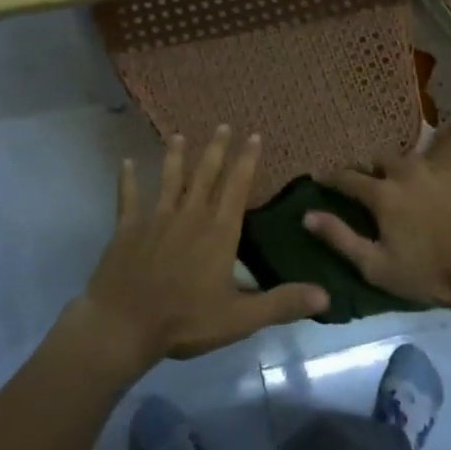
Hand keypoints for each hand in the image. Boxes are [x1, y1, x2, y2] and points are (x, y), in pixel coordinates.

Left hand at [78, 127, 329, 367]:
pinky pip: (129, 196)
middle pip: (205, 174)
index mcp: (218, 232)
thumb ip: (282, 303)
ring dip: (175, 155)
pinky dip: (128, 179)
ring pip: (169, 178)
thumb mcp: (240, 318)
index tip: (253, 136)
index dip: (246, 161)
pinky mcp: (128, 227)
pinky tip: (126, 162)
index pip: (237, 187)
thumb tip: (325, 295)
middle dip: (216, 149)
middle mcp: (190, 215)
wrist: (125, 324)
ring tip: (178, 135)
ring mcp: (156, 218)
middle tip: (223, 125)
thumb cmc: (185, 320)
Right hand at [303, 154, 450, 310]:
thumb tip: (307, 215)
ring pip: (408, 161)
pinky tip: (431, 194)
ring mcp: (439, 170)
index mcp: (383, 192)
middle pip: (378, 159)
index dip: (329, 177)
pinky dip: (426, 178)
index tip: (319, 178)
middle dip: (367, 168)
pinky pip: (436, 170)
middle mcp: (407, 171)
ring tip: (398, 186)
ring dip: (397, 170)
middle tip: (364, 184)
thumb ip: (339, 237)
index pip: (347, 177)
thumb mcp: (375, 266)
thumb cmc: (426, 274)